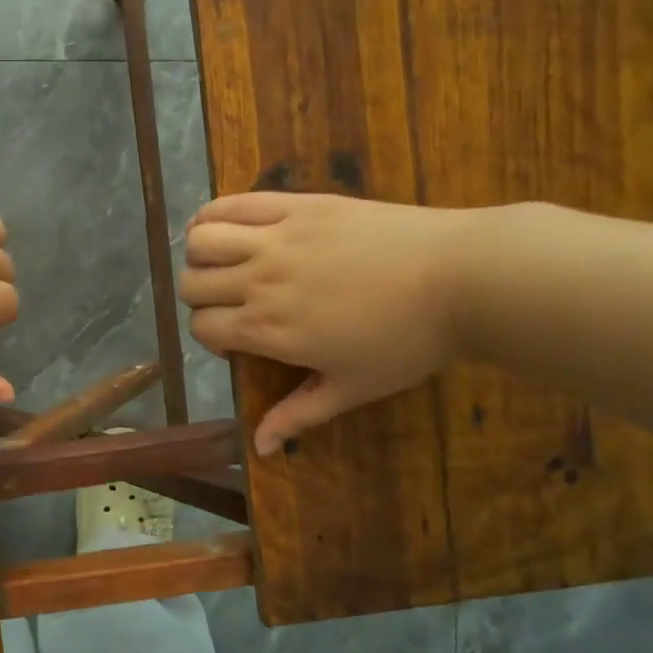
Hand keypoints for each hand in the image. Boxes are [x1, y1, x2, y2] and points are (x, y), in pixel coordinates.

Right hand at [180, 193, 470, 454]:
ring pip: (201, 240)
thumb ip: (299, 414)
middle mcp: (259, 282)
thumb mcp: (353, 387)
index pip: (202, 328)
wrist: (460, 278)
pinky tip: (221, 226)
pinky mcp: (296, 205)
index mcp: (269, 329)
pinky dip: (213, 214)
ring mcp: (275, 238)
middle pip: (192, 284)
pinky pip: (233, 203)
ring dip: (201, 255)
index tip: (239, 340)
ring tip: (223, 262)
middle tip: (231, 302)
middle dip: (201, 298)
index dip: (212, 337)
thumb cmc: (408, 341)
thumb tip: (259, 449)